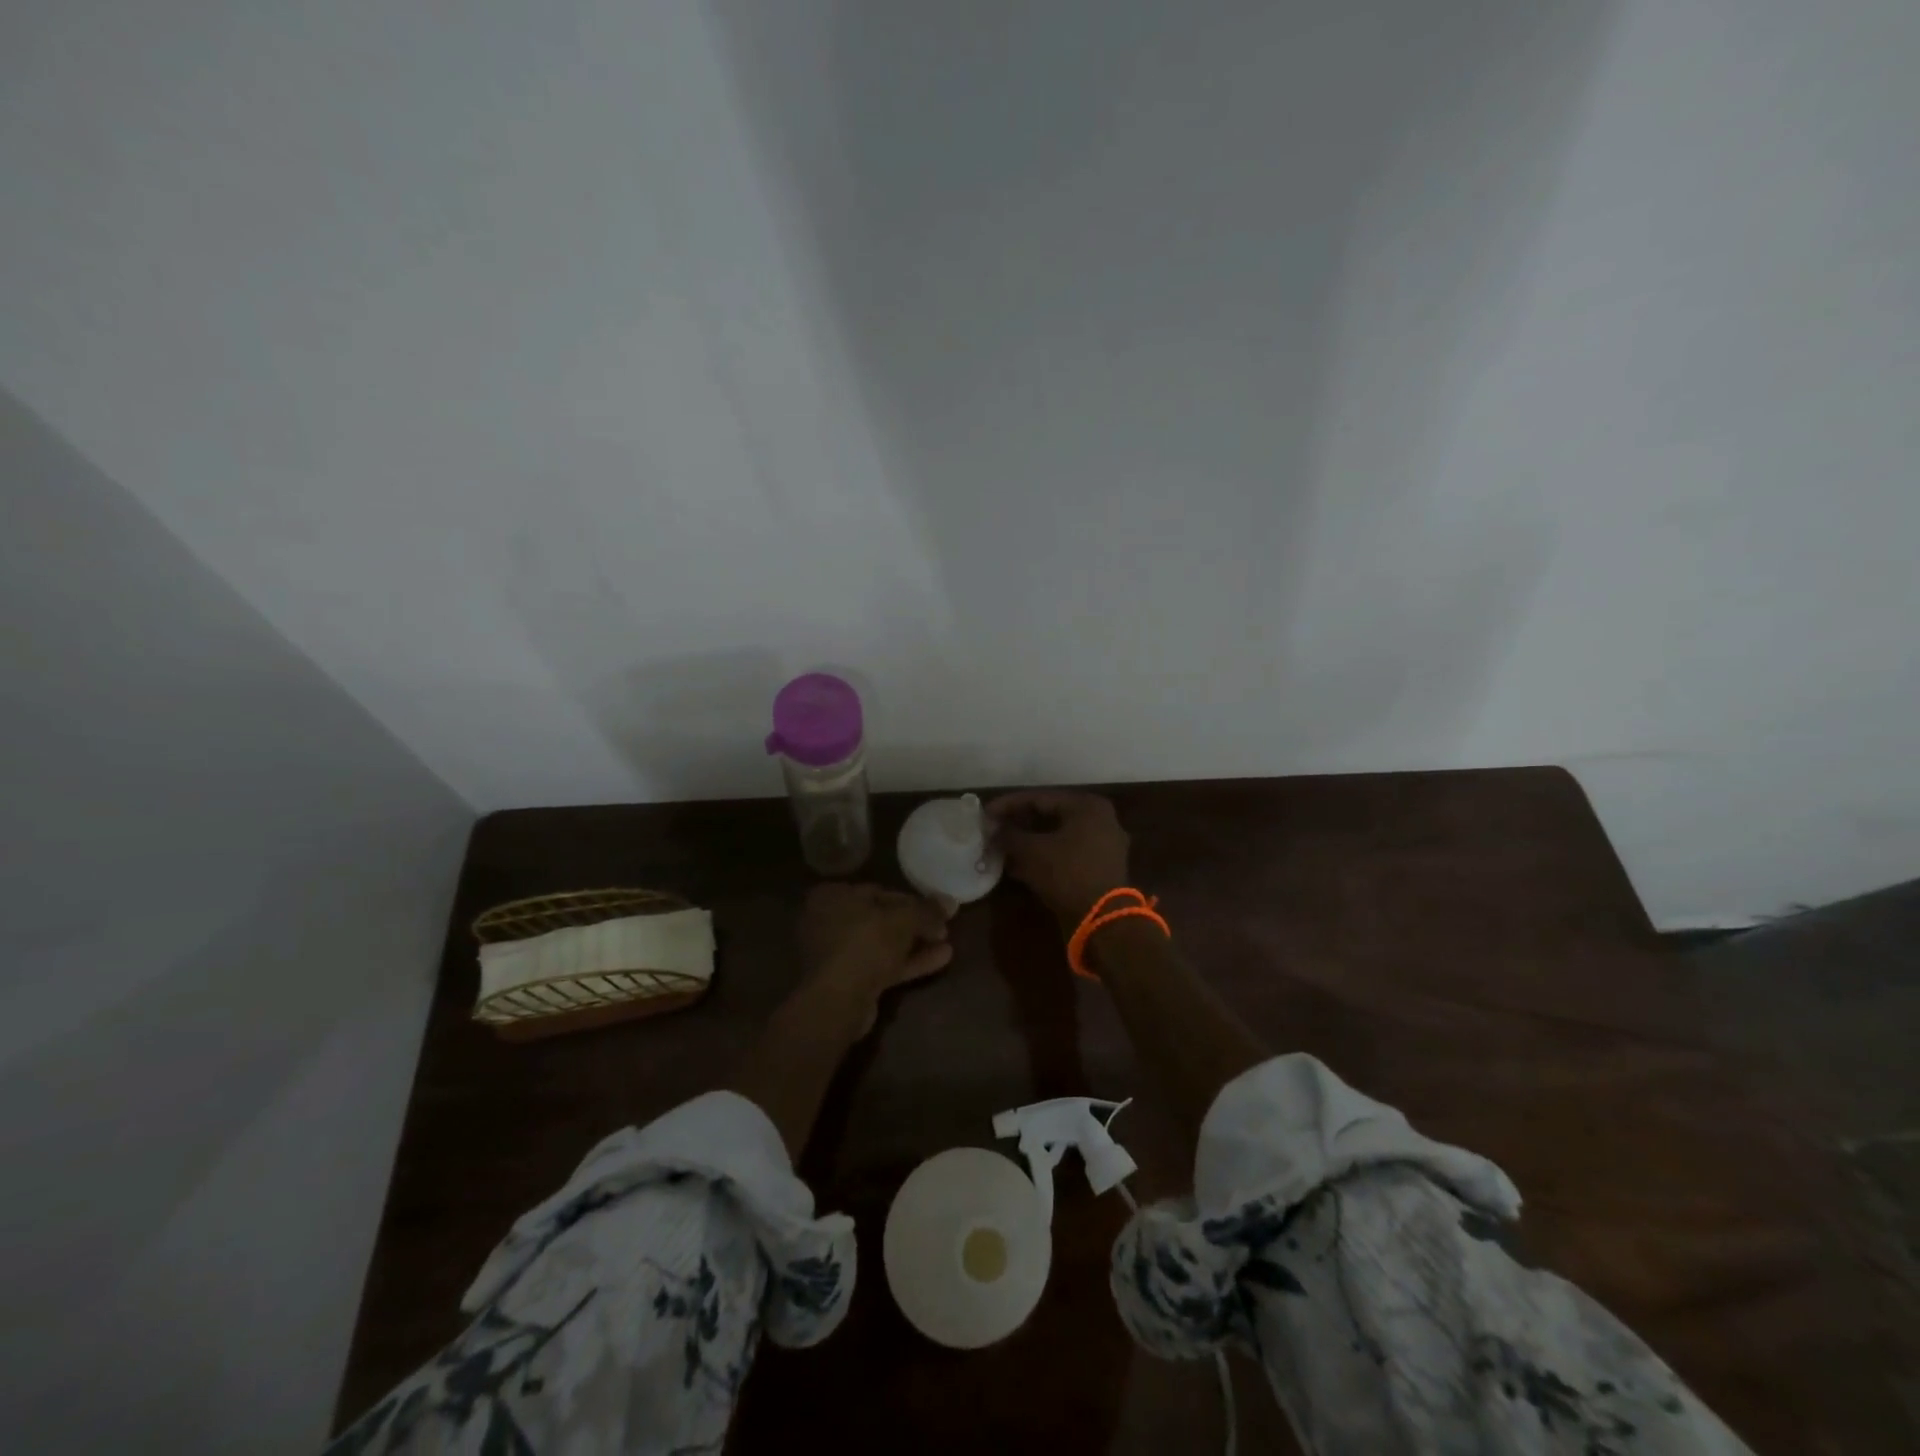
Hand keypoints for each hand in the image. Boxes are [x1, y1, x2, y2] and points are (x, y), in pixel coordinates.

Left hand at [797, 883, 953, 1030]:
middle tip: (944, 928)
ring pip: (883, 944)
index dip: (913, 900)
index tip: (937, 909)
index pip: (880, 891)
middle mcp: (829, 920)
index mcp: (834, 896)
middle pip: (882, 919)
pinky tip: (940, 960)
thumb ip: (927, 910)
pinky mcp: (848, 981)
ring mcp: (837, 954)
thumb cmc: (865, 944)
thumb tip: (951, 902)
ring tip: (948, 943)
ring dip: (915, 944)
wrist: (837, 1002)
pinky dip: (908, 962)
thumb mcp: (903, 919)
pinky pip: (882, 965)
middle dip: (915, 924)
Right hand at [987, 790, 1131, 928]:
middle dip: (1018, 825)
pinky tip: (1017, 868)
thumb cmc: (1068, 874)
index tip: (985, 814)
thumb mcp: (1032, 851)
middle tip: (992, 831)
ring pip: (1056, 837)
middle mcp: (1099, 819)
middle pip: (1049, 816)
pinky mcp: (1099, 868)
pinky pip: (1065, 854)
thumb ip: (1009, 835)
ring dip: (1028, 843)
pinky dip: (1042, 858)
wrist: (1103, 920)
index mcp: (1086, 806)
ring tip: (1000, 850)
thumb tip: (992, 829)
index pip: (1039, 798)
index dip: (1008, 805)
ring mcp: (1102, 845)